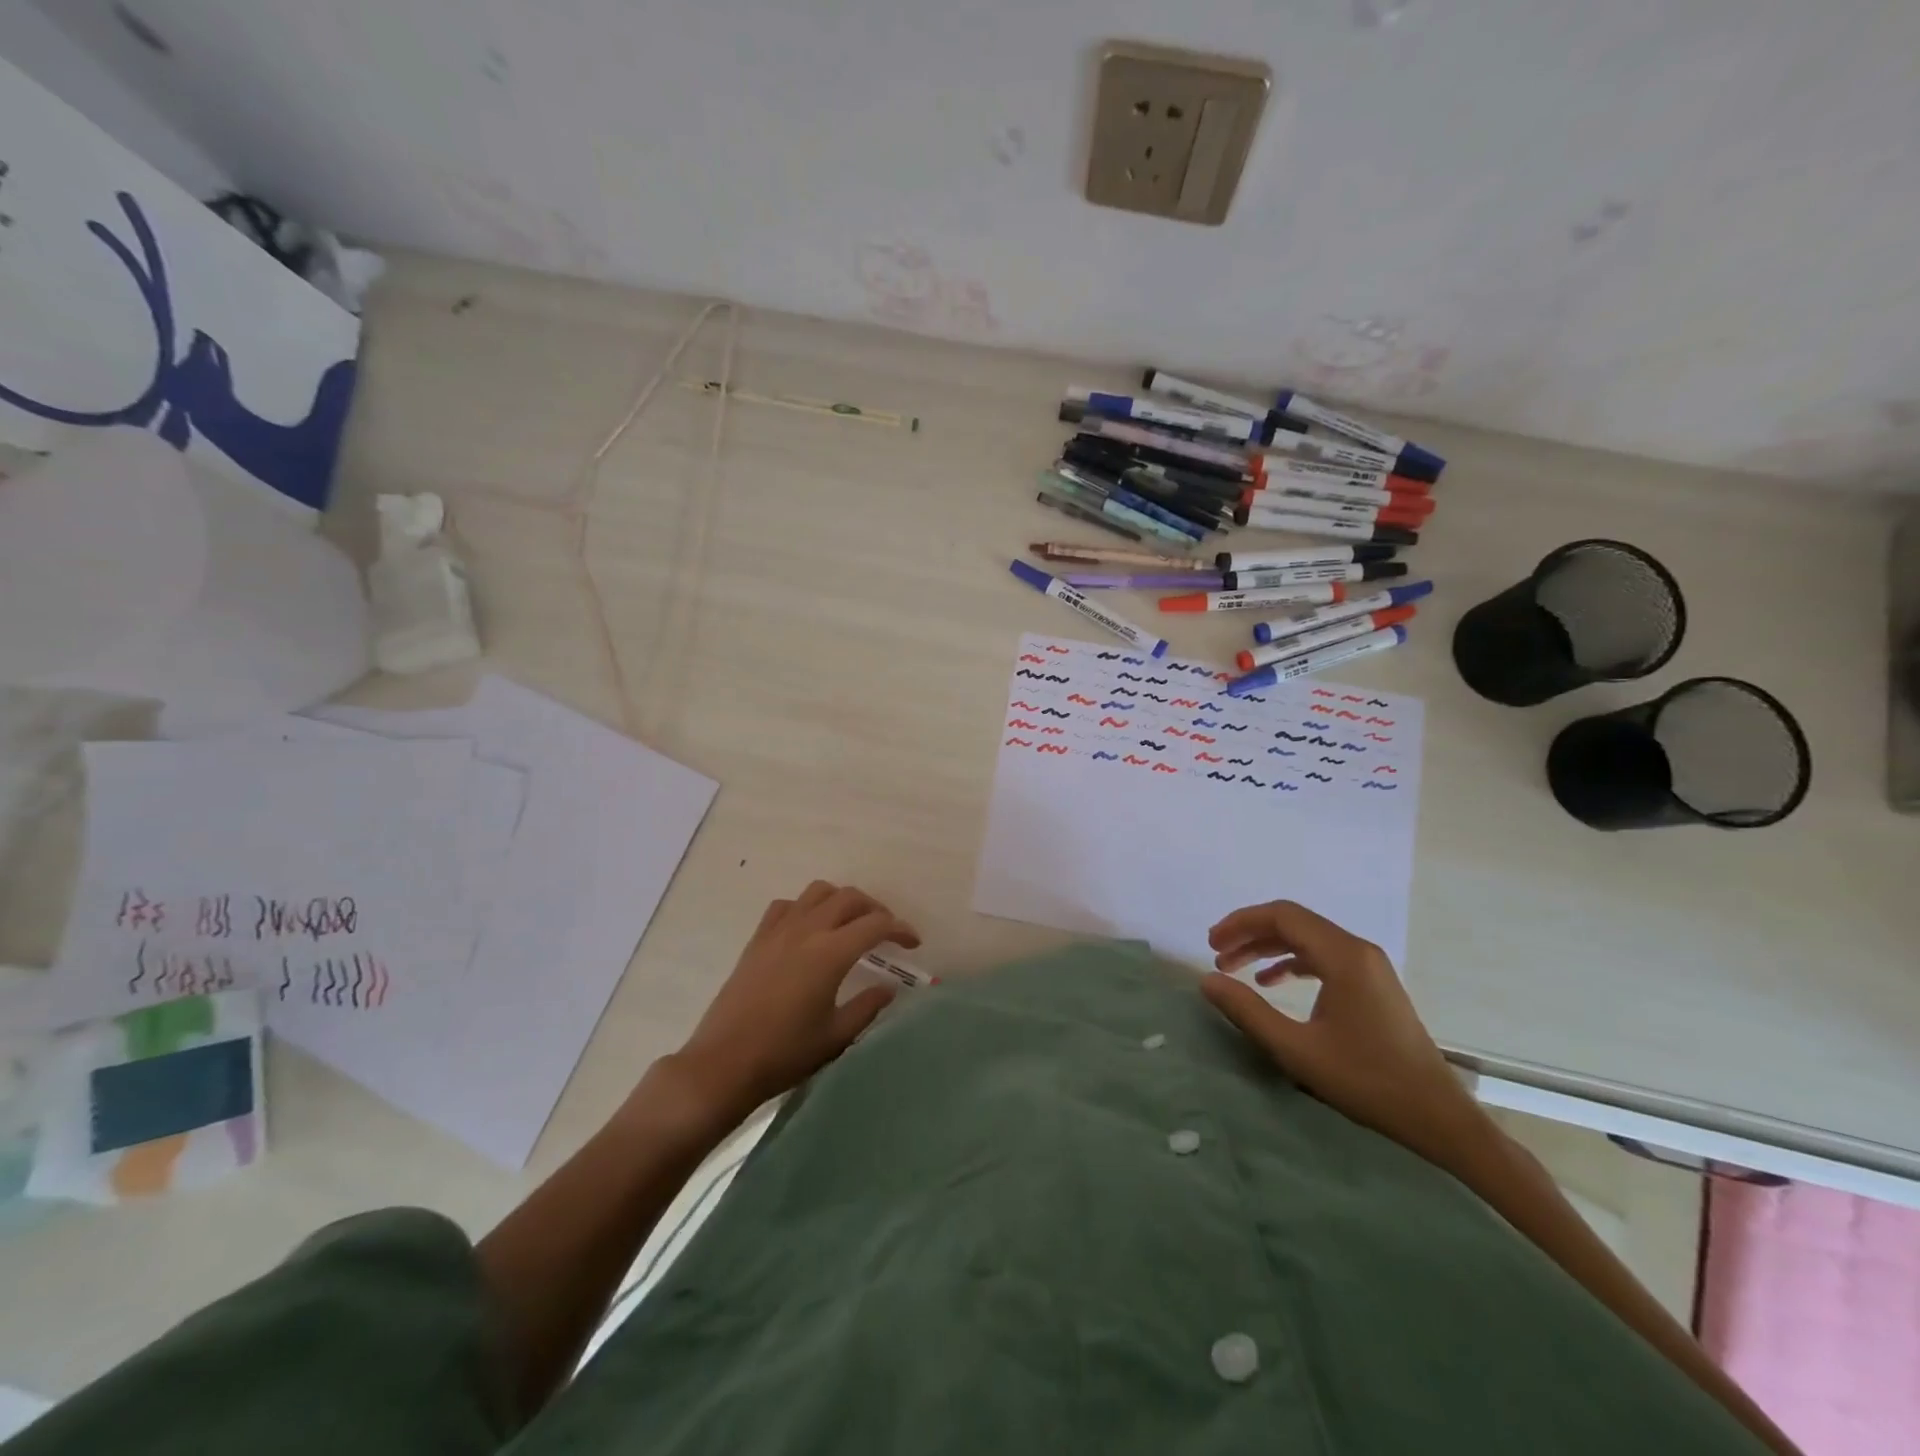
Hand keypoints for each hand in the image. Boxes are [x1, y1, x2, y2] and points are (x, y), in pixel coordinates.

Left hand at [669, 881, 919, 1126]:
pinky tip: (810, 929)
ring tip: (851, 923)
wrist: (723, 1063)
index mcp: (830, 953)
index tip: (913, 943)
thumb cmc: (784, 1054)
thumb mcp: (836, 1036)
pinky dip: (807, 907)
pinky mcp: (758, 939)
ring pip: (818, 892)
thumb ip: (868, 1007)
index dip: (900, 929)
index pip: (876, 925)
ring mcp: (779, 931)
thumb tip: (889, 988)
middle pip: (850, 898)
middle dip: (875, 909)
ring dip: (842, 900)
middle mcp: (807, 930)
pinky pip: (787, 905)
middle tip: (887, 933)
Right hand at [1199, 900, 1490, 1171]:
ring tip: (1235, 969)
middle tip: (1216, 956)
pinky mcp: (1372, 983)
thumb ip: (1247, 1011)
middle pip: (1293, 922)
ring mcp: (1368, 966)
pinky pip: (1323, 956)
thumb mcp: (1296, 1049)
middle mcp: (1357, 949)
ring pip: (1306, 938)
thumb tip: (1207, 980)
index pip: (1282, 916)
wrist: (1438, 1116)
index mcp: (1343, 956)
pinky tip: (1271, 982)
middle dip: (1249, 934)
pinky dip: (1291, 961)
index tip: (1211, 945)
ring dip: (1267, 947)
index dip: (1240, 923)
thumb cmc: (1366, 1081)